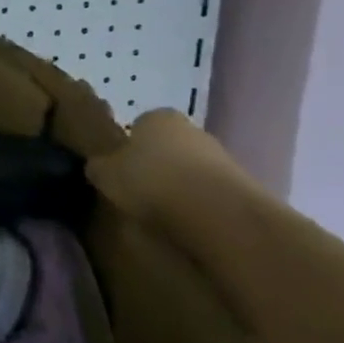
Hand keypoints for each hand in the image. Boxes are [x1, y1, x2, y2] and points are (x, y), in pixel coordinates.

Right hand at [85, 108, 255, 225]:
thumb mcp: (106, 175)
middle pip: (169, 147)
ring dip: (182, 188)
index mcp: (156, 116)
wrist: (219, 214)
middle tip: (142, 193)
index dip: (128, 149)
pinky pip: (213, 195)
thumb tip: (97, 167)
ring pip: (193, 171)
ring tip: (167, 215)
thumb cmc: (152, 181)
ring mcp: (222, 158)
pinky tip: (192, 226)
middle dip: (158, 166)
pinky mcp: (245, 188)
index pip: (138, 126)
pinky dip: (203, 208)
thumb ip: (99, 167)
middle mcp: (191, 129)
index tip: (122, 173)